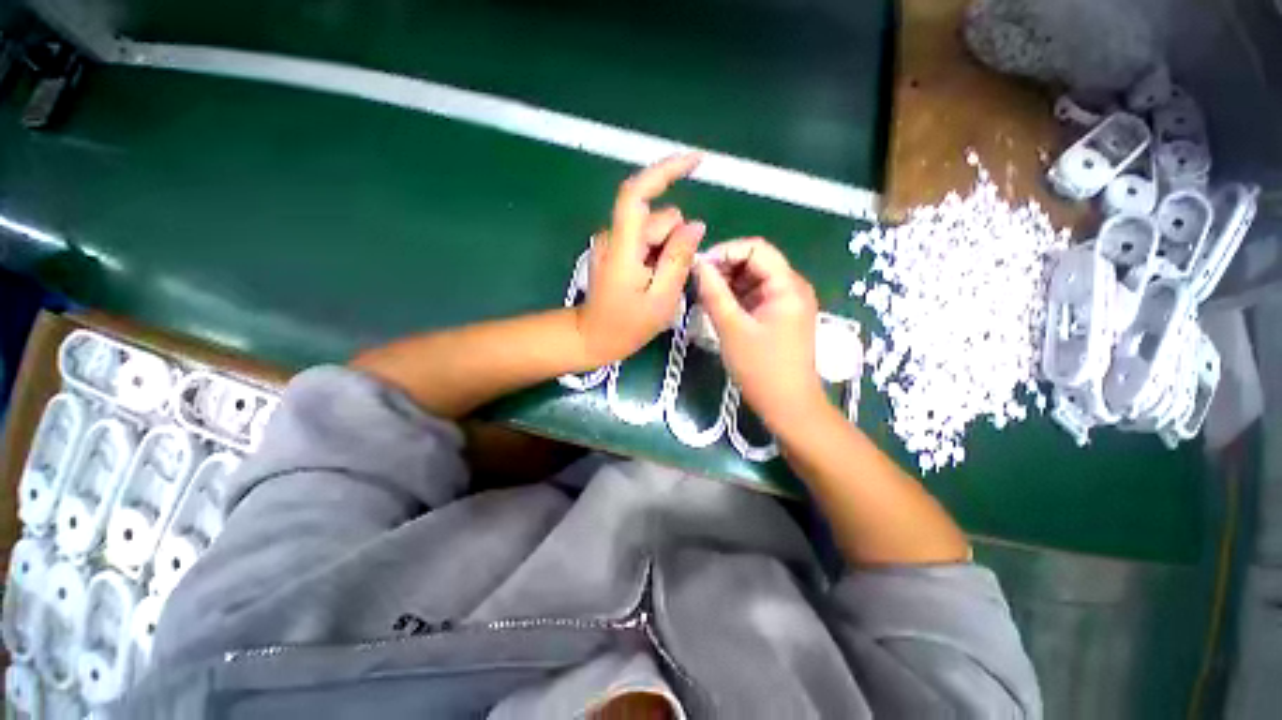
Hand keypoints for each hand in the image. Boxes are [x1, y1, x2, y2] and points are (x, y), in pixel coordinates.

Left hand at [576, 153, 706, 364]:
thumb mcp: (662, 298)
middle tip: (673, 278)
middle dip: (675, 240)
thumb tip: (697, 224)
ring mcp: (612, 242)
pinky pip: (645, 241)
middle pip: (657, 217)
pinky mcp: (615, 249)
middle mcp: (614, 235)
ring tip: (661, 283)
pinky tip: (653, 279)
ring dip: (667, 250)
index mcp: (623, 246)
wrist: (592, 337)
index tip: (697, 162)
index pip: (637, 193)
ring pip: (654, 230)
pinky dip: (657, 255)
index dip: (665, 171)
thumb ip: (679, 259)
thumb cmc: (627, 325)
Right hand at [694, 239, 826, 428]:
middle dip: (724, 268)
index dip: (725, 251)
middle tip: (697, 284)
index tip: (698, 267)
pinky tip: (717, 308)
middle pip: (755, 262)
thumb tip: (699, 264)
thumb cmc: (761, 369)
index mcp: (787, 285)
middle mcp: (791, 287)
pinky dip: (735, 298)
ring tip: (703, 297)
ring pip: (753, 280)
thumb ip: (714, 293)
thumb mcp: (732, 329)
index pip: (756, 248)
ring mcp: (786, 303)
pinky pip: (754, 297)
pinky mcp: (779, 317)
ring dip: (727, 284)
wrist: (788, 406)